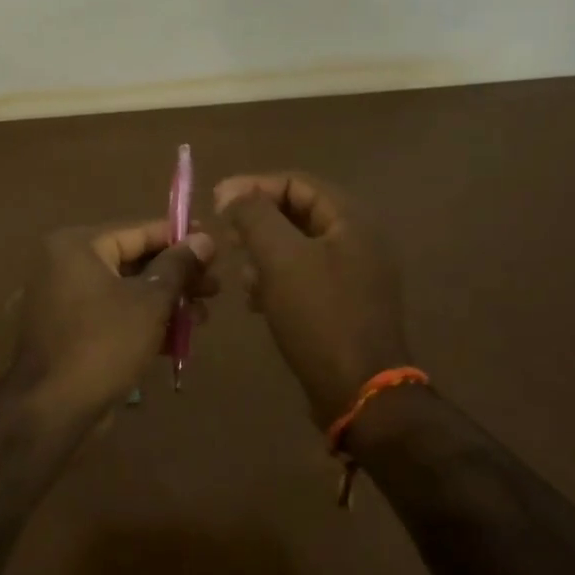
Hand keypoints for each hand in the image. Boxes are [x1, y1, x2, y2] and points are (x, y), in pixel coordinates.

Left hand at [0, 220, 215, 432]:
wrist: (53, 407)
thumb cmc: (104, 343)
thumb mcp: (149, 302)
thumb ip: (177, 267)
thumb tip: (203, 239)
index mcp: (77, 246)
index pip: (138, 231)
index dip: (179, 238)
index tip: (214, 244)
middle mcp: (65, 264)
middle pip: (133, 261)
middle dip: (176, 277)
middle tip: (215, 288)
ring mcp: (64, 299)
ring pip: (125, 291)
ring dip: (165, 302)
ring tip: (204, 317)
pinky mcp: (70, 330)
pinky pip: (112, 314)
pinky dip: (142, 321)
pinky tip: (179, 338)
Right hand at [214, 173, 408, 427]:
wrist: (358, 391)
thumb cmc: (319, 316)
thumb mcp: (280, 258)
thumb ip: (254, 216)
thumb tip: (232, 192)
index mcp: (351, 221)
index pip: (297, 183)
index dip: (254, 186)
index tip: (216, 202)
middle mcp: (358, 241)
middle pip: (297, 214)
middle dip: (256, 222)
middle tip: (224, 237)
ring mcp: (353, 275)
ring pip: (297, 247)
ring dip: (263, 253)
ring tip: (238, 273)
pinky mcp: (343, 305)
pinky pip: (303, 277)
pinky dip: (276, 280)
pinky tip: (255, 300)